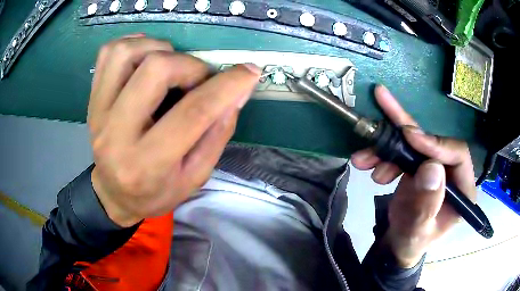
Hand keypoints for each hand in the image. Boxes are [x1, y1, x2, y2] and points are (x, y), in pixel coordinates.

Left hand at [88, 35, 260, 226]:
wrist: (115, 194)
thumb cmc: (157, 192)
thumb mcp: (195, 176)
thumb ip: (218, 133)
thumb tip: (238, 90)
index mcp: (147, 164)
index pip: (192, 113)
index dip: (227, 86)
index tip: (249, 72)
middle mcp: (116, 135)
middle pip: (156, 70)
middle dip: (190, 66)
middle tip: (198, 80)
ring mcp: (98, 113)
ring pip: (128, 53)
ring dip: (159, 49)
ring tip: (171, 66)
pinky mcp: (92, 99)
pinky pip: (109, 53)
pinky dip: (134, 45)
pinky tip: (146, 58)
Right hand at [351, 85, 476, 267]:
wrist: (397, 243)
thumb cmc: (410, 241)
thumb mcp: (416, 230)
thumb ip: (426, 205)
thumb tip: (432, 168)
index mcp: (462, 189)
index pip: (458, 155)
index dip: (436, 143)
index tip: (409, 137)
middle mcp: (452, 172)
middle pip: (433, 142)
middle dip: (405, 133)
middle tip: (385, 111)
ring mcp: (435, 166)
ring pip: (414, 143)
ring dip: (387, 147)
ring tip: (363, 159)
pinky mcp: (420, 165)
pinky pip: (402, 150)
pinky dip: (382, 153)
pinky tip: (365, 161)